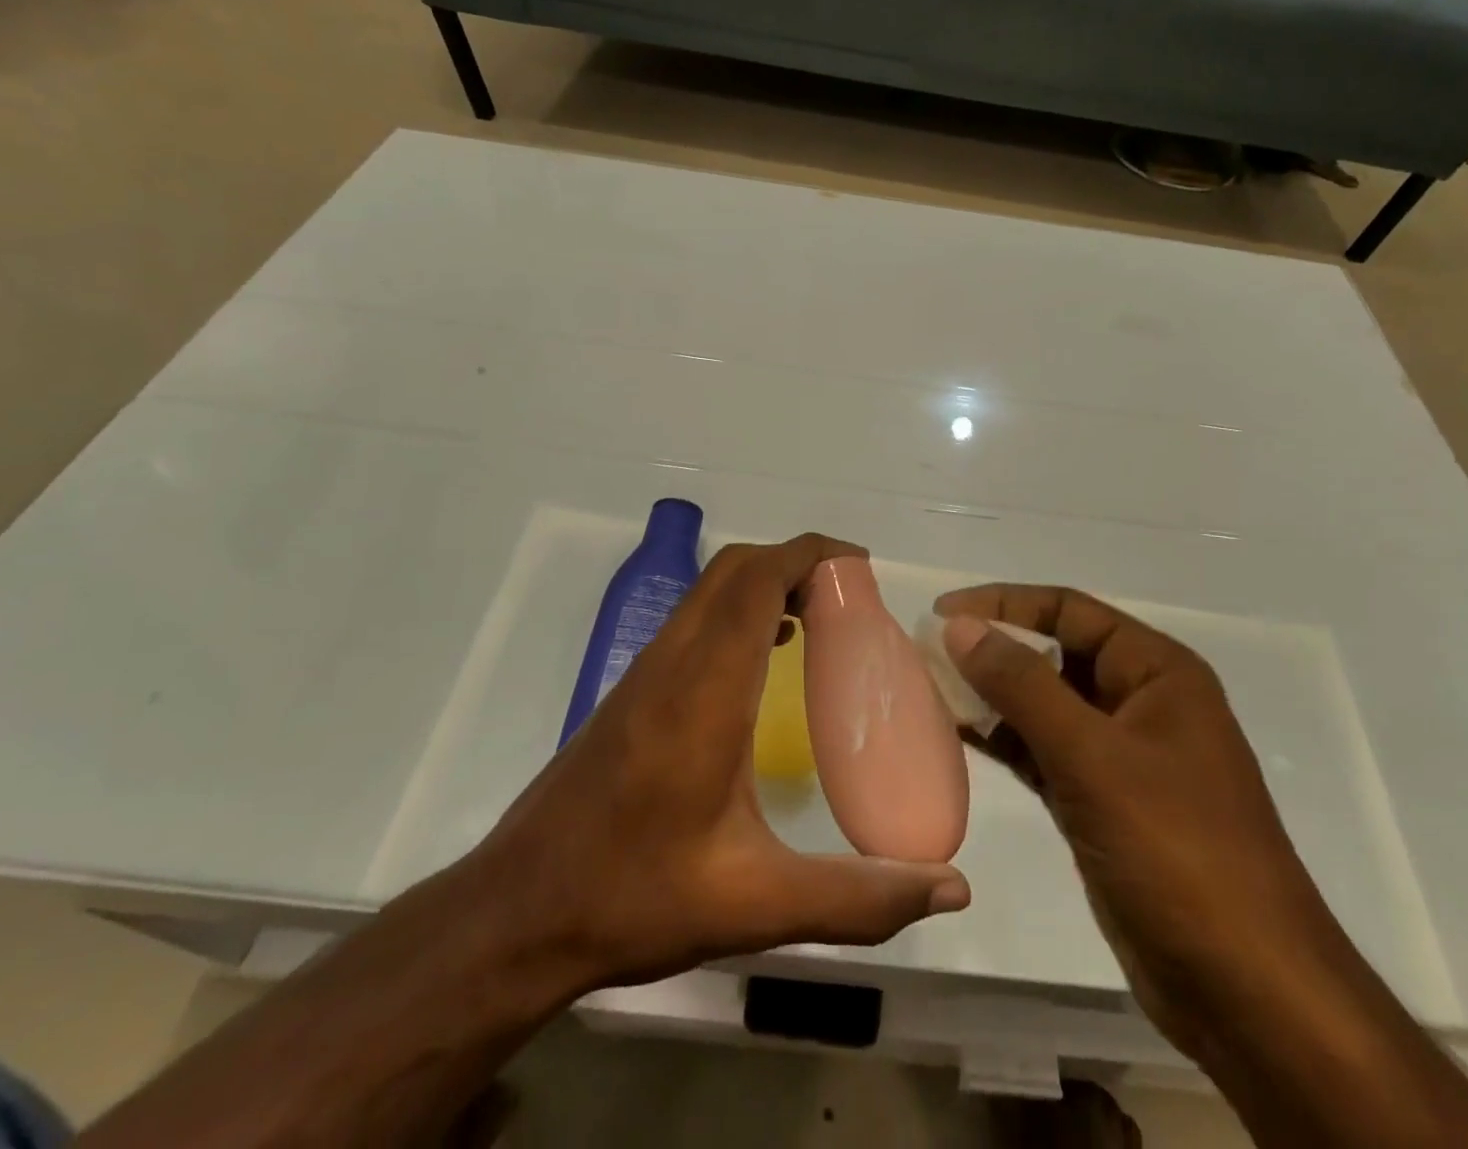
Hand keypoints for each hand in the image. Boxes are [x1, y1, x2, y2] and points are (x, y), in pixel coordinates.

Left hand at [466, 534, 969, 995]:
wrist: (517, 914)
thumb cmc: (637, 897)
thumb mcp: (758, 905)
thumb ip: (859, 898)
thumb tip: (951, 889)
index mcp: (705, 689)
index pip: (756, 580)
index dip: (809, 554)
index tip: (860, 567)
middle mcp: (672, 661)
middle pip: (734, 569)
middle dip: (794, 561)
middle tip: (848, 596)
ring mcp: (645, 671)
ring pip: (709, 590)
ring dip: (764, 583)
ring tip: (818, 619)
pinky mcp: (631, 690)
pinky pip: (694, 619)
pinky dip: (738, 611)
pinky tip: (764, 662)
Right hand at [936, 586, 1339, 1053]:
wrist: (1246, 990)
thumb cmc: (1177, 851)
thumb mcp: (1092, 757)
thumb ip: (1021, 686)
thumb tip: (958, 626)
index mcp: (1156, 672)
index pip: (1068, 611)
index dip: (1003, 603)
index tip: (942, 610)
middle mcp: (1140, 702)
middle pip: (1055, 654)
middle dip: (993, 648)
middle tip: (927, 651)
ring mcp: (1121, 756)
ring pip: (1044, 705)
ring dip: (992, 695)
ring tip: (929, 687)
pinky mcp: (1102, 802)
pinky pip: (1043, 752)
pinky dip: (1003, 740)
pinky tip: (956, 735)